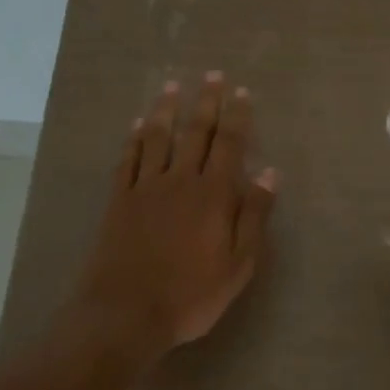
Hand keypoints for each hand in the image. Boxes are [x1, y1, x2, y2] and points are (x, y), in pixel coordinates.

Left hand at [68, 73, 277, 358]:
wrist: (126, 313)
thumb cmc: (191, 295)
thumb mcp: (238, 264)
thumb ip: (254, 215)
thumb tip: (269, 173)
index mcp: (214, 195)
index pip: (229, 144)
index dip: (237, 116)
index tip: (241, 91)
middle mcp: (180, 181)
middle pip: (195, 132)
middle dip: (205, 102)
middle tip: (212, 75)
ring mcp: (146, 188)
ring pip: (158, 138)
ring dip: (167, 110)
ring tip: (172, 86)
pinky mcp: (119, 201)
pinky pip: (128, 160)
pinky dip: (134, 140)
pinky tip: (138, 126)